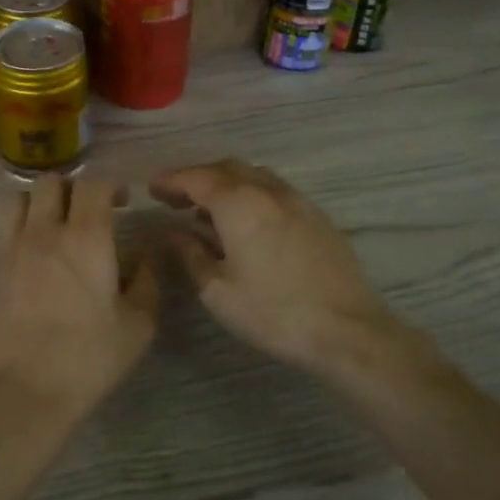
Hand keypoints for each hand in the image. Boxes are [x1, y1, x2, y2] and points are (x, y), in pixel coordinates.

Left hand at [0, 175, 159, 423]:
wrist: (23, 390)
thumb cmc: (88, 358)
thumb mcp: (138, 324)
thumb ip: (146, 279)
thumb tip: (145, 254)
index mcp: (86, 237)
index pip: (93, 184)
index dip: (110, 185)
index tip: (121, 202)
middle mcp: (44, 231)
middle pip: (51, 182)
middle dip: (73, 188)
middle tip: (87, 212)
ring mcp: (10, 248)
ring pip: (19, 199)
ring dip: (40, 203)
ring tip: (54, 226)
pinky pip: (2, 229)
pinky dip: (18, 228)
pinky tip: (31, 254)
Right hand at [150, 159, 406, 379]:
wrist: (348, 330)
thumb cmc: (273, 312)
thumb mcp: (217, 290)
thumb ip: (189, 254)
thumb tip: (169, 233)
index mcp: (240, 204)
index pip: (197, 178)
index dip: (171, 180)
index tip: (151, 188)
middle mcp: (269, 191)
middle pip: (226, 168)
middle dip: (197, 177)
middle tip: (174, 198)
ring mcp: (298, 201)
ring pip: (254, 176)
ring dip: (225, 183)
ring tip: (206, 209)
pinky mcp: (317, 217)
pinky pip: (275, 190)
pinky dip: (250, 194)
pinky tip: (245, 222)